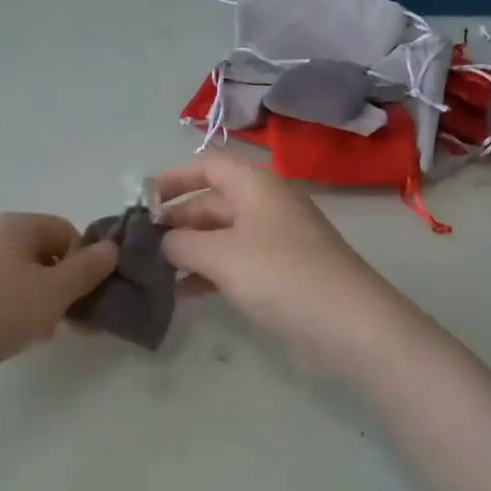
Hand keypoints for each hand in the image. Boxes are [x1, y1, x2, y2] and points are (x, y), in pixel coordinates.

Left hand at [0, 213, 116, 401]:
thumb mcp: (53, 293)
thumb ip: (88, 270)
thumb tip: (111, 247)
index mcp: (14, 224)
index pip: (66, 231)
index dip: (83, 263)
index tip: (84, 299)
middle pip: (41, 253)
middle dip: (60, 287)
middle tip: (65, 323)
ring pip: (17, 276)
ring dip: (36, 302)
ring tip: (36, 335)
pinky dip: (7, 310)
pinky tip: (6, 337)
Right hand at [154, 155, 414, 374]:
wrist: (349, 324)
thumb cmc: (280, 275)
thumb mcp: (220, 256)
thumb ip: (180, 244)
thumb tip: (161, 242)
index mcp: (255, 186)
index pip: (208, 166)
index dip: (173, 178)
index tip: (142, 200)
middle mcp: (266, 205)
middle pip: (212, 202)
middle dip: (176, 220)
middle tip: (140, 244)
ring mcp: (276, 240)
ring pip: (221, 235)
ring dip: (189, 250)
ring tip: (154, 272)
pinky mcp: (282, 271)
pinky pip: (235, 261)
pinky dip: (209, 272)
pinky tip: (184, 293)